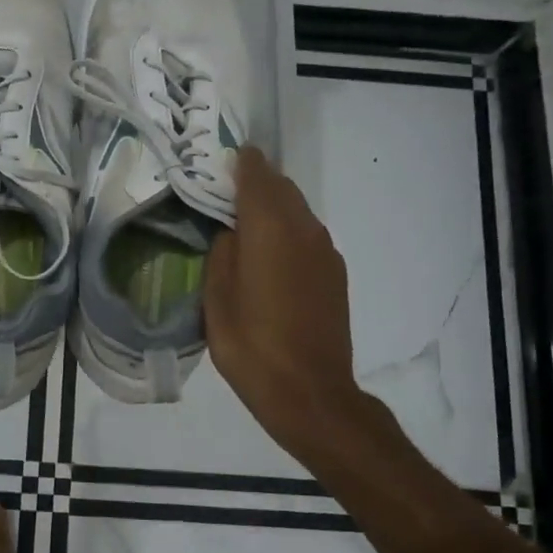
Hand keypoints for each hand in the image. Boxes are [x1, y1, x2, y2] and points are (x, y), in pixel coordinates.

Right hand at [205, 147, 363, 458]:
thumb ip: (222, 253)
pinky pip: (308, 235)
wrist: (310, 393)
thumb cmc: (251, 347)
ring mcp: (325, 251)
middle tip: (224, 194)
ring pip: (298, 211)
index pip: (257, 175)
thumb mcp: (216, 300)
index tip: (220, 160)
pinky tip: (269, 259)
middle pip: (281, 188)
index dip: (239, 162)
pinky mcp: (335, 274)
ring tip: (244, 227)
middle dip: (255, 183)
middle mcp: (304, 229)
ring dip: (273, 208)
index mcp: (270, 229)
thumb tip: (232, 232)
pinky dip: (287, 232)